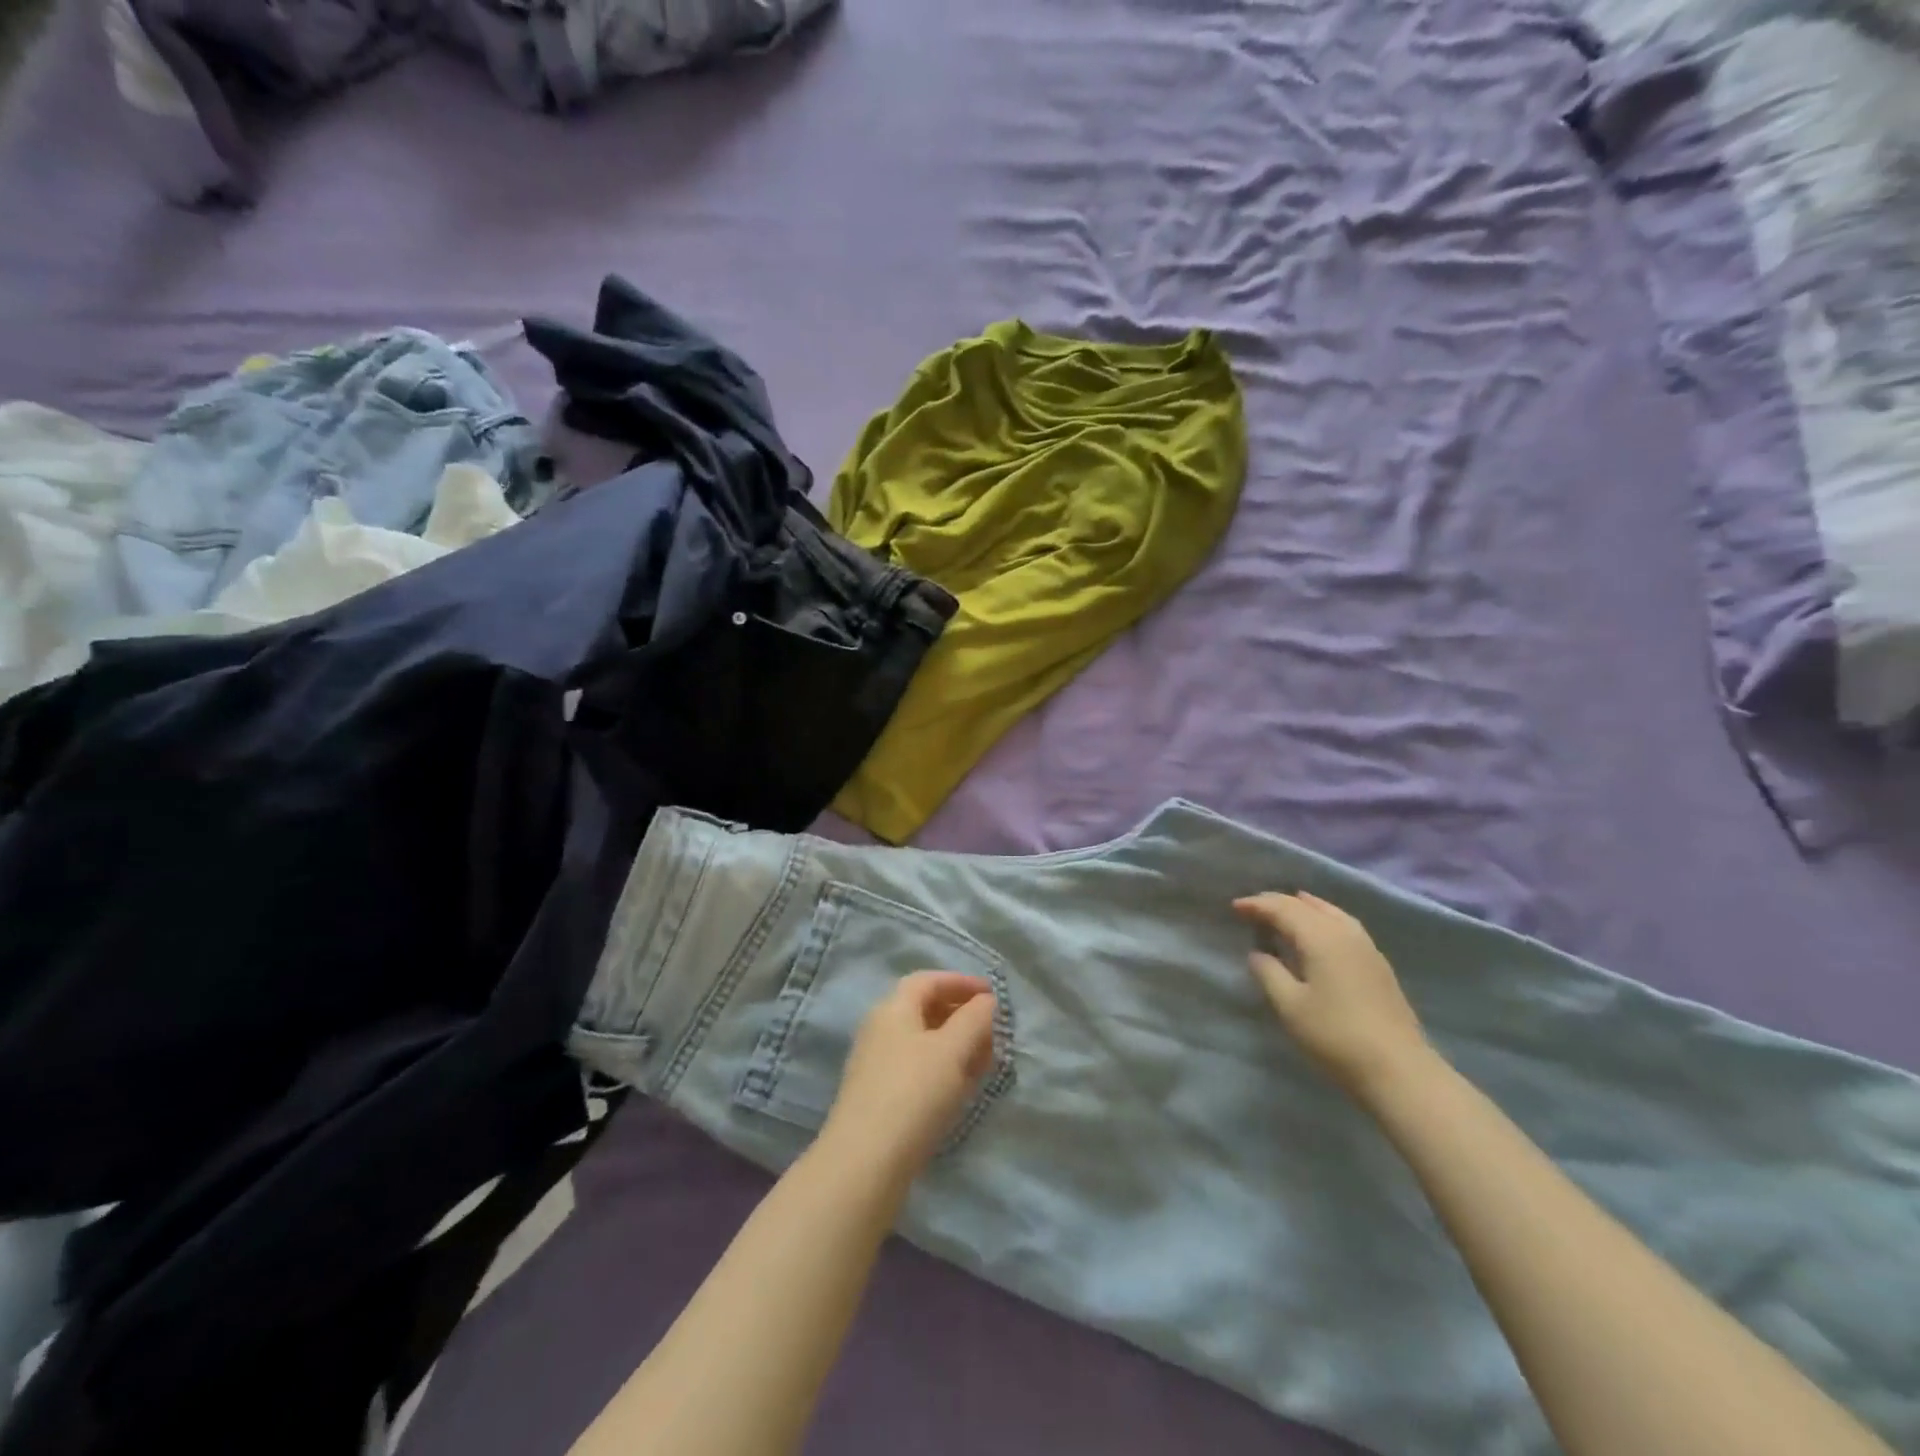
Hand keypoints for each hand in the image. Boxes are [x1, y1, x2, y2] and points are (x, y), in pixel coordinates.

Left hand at [820, 971, 996, 1182]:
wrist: (864, 1163)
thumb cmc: (913, 1093)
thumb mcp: (952, 1050)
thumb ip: (974, 1019)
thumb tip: (988, 1001)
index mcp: (893, 1008)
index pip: (929, 980)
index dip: (962, 982)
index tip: (993, 996)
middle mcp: (880, 1029)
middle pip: (925, 1010)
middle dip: (962, 1016)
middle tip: (993, 1032)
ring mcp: (876, 1064)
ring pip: (923, 1042)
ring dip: (955, 1045)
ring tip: (985, 1062)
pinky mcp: (878, 1097)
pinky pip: (917, 1069)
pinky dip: (943, 1069)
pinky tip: (961, 1089)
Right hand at [1233, 891, 1428, 1099]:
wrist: (1399, 1070)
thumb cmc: (1336, 1036)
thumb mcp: (1290, 1006)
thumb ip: (1268, 973)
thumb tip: (1258, 954)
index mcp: (1320, 938)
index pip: (1283, 909)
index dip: (1257, 905)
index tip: (1234, 907)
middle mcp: (1345, 933)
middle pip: (1306, 905)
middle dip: (1277, 902)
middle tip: (1252, 908)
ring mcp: (1366, 947)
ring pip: (1330, 912)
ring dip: (1303, 907)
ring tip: (1285, 909)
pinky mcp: (1378, 963)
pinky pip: (1343, 924)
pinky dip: (1323, 917)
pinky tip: (1319, 931)